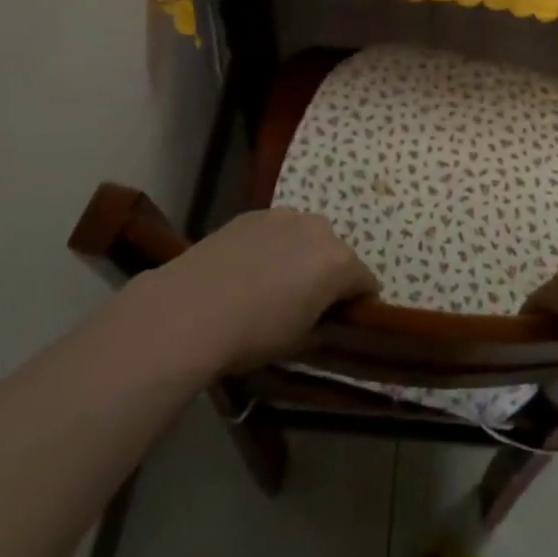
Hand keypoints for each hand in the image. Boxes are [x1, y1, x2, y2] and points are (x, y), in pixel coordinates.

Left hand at [149, 209, 377, 376]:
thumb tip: (322, 320)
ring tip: (273, 283)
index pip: (366, 281)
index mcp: (339, 262)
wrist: (192, 308)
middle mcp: (319, 230)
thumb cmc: (254, 333)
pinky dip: (271, 246)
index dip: (360, 301)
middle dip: (328, 274)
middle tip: (307, 302)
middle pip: (335, 253)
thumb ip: (321, 325)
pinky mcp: (253, 213)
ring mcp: (285, 216)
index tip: (346, 318)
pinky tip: (248, 269)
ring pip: (304, 236)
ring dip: (300, 255)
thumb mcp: (297, 343)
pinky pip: (275, 230)